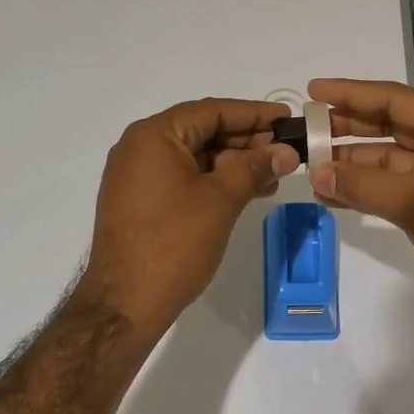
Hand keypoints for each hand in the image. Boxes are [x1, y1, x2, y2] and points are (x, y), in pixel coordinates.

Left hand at [77, 98, 297, 339]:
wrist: (125, 303)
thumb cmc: (174, 243)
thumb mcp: (220, 199)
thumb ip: (253, 167)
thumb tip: (285, 150)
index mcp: (154, 136)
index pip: (211, 111)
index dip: (253, 114)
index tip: (288, 118)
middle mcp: (139, 148)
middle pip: (201, 131)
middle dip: (246, 141)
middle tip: (285, 150)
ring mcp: (137, 176)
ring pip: (194, 157)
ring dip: (233, 163)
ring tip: (273, 175)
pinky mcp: (140, 202)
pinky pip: (182, 178)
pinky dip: (214, 181)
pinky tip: (245, 191)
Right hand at [306, 79, 413, 345]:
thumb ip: (362, 185)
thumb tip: (316, 173)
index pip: (394, 99)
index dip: (352, 93)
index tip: (312, 91)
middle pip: (388, 126)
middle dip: (347, 127)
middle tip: (304, 130)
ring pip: (385, 161)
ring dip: (350, 163)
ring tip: (309, 166)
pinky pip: (388, 191)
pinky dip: (361, 191)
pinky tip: (331, 196)